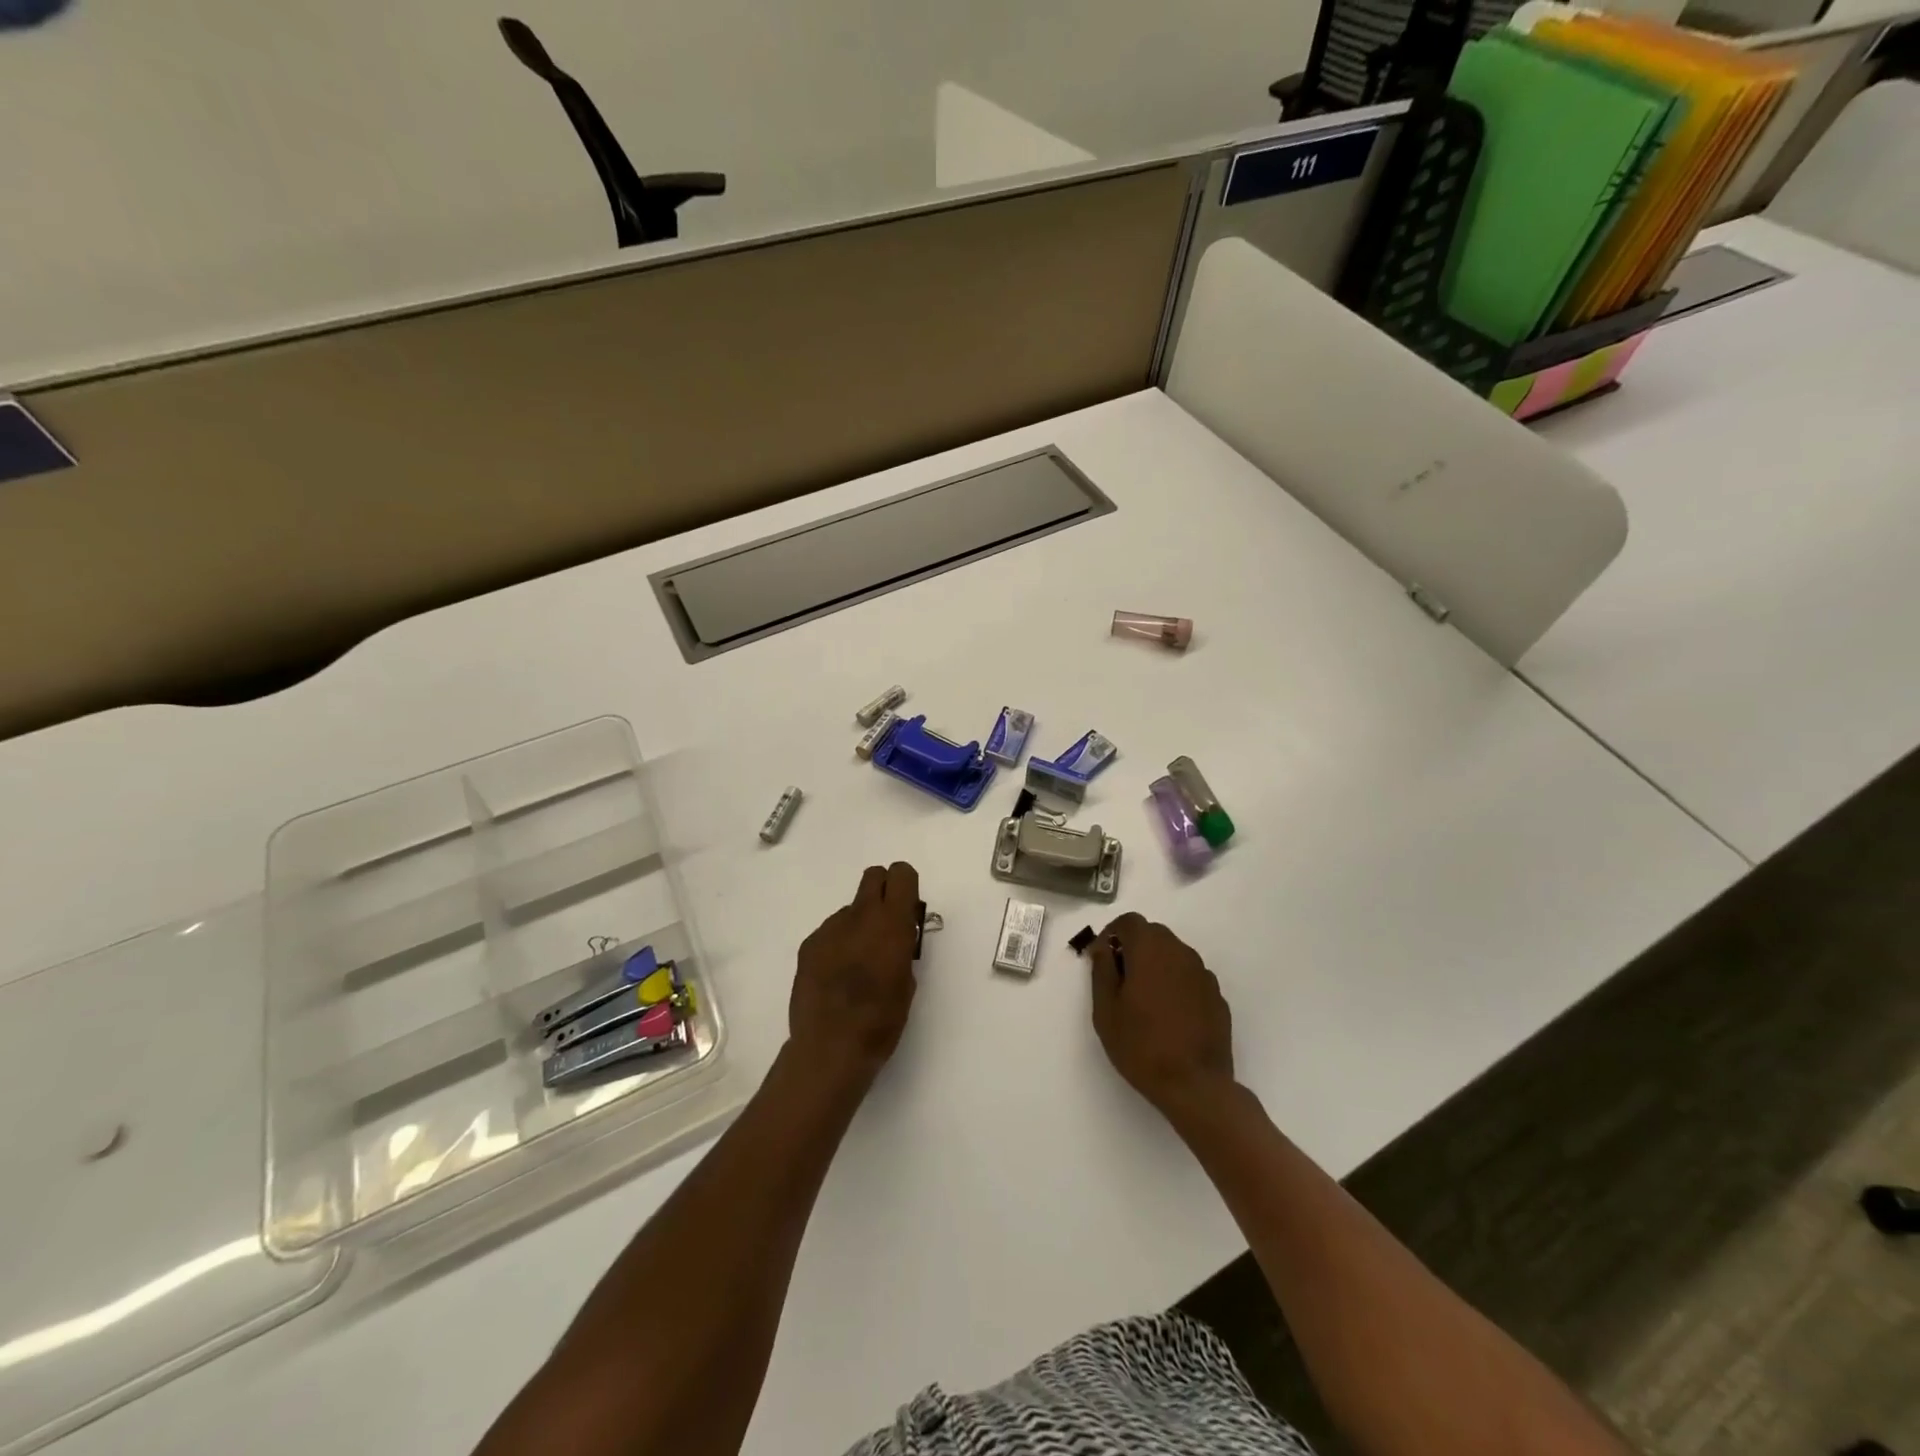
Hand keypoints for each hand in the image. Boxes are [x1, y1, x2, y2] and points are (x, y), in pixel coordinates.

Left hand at [788, 862, 921, 1090]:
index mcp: (891, 923)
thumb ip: (903, 949)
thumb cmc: (881, 1020)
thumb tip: (895, 939)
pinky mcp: (808, 945)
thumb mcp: (908, 982)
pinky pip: (830, 932)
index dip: (906, 887)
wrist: (830, 1047)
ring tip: (856, 965)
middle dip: (882, 892)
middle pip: (873, 876)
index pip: (901, 874)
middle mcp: (859, 916)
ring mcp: (829, 929)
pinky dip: (837, 945)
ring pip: (850, 909)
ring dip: (858, 925)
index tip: (907, 910)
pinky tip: (835, 977)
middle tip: (885, 925)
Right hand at [1089, 913, 1235, 1116]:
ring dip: (1156, 964)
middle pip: (1153, 934)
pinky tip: (1169, 1015)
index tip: (1102, 958)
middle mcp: (1180, 952)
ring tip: (1145, 999)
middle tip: (1120, 979)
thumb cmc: (1141, 1045)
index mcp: (1150, 950)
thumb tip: (1102, 947)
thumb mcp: (1106, 1010)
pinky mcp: (1217, 996)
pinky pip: (1190, 976)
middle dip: (1134, 947)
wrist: (1195, 1085)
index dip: (1112, 933)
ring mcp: (1203, 974)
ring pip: (1174, 954)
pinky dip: (1176, 983)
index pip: (1130, 921)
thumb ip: (1102, 970)